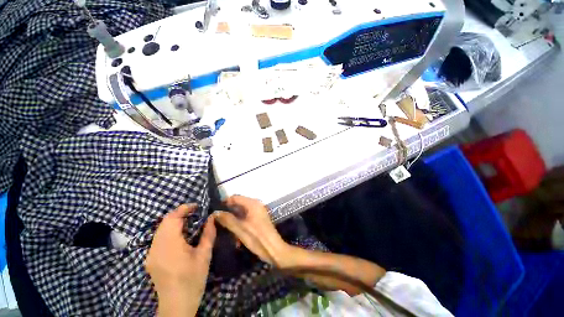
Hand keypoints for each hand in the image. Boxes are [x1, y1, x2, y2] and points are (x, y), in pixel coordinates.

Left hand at [145, 204, 216, 315]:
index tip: (196, 206)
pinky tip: (179, 235)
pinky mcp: (150, 259)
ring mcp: (151, 254)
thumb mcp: (204, 255)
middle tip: (194, 212)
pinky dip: (168, 230)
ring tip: (188, 221)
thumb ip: (209, 233)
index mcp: (170, 246)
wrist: (176, 304)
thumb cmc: (193, 279)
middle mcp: (156, 247)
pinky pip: (158, 238)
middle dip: (179, 213)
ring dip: (173, 221)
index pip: (172, 219)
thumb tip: (212, 217)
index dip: (183, 209)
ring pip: (160, 229)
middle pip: (164, 222)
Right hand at [213, 195, 289, 266]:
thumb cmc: (257, 238)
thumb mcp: (240, 229)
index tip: (214, 211)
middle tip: (217, 221)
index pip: (235, 197)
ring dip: (234, 220)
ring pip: (241, 212)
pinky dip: (240, 223)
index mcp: (252, 204)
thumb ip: (227, 219)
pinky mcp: (259, 219)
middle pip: (238, 204)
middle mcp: (256, 204)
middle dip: (228, 212)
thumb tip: (215, 213)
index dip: (224, 203)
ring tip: (225, 229)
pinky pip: (246, 217)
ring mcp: (258, 212)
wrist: (274, 249)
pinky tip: (235, 235)